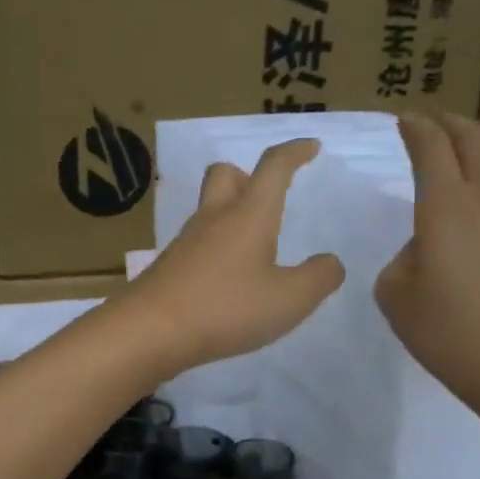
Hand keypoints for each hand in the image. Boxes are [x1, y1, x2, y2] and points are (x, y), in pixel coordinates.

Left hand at [116, 138, 344, 375]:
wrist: (149, 331)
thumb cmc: (225, 308)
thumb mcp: (289, 299)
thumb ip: (319, 278)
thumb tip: (330, 262)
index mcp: (249, 214)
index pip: (274, 167)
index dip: (295, 152)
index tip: (310, 147)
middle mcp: (215, 218)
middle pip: (226, 174)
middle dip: (249, 176)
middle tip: (268, 198)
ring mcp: (186, 241)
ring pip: (209, 208)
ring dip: (232, 214)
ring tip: (255, 248)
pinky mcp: (169, 266)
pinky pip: (198, 242)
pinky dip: (217, 247)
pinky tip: (228, 278)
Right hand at [375, 109, 479, 419]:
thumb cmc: (450, 336)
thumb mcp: (395, 297)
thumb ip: (404, 258)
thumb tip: (428, 243)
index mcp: (444, 208)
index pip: (429, 150)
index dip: (415, 129)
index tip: (406, 122)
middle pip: (474, 141)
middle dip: (453, 124)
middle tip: (441, 122)